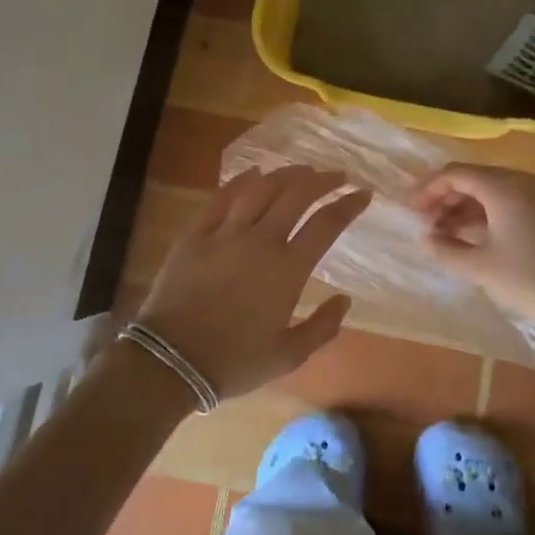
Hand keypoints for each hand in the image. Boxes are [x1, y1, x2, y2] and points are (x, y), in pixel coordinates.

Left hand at [131, 165, 368, 400]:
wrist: (171, 361)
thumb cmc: (234, 362)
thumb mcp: (288, 357)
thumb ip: (322, 327)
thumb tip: (345, 300)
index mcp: (287, 270)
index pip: (326, 224)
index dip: (349, 204)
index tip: (363, 193)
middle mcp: (261, 241)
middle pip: (296, 194)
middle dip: (322, 180)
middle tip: (337, 175)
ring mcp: (226, 233)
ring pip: (261, 188)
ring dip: (286, 175)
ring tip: (301, 171)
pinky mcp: (196, 234)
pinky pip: (221, 197)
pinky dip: (241, 181)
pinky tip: (253, 172)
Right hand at [411, 163, 534, 338]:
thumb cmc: (530, 282)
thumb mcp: (480, 267)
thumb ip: (445, 249)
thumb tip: (424, 237)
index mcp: (504, 186)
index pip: (455, 174)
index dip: (428, 190)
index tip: (410, 211)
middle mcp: (522, 181)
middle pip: (473, 178)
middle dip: (445, 199)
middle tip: (426, 225)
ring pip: (492, 190)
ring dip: (465, 208)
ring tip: (445, 235)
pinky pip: (509, 200)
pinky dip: (487, 214)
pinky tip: (474, 237)